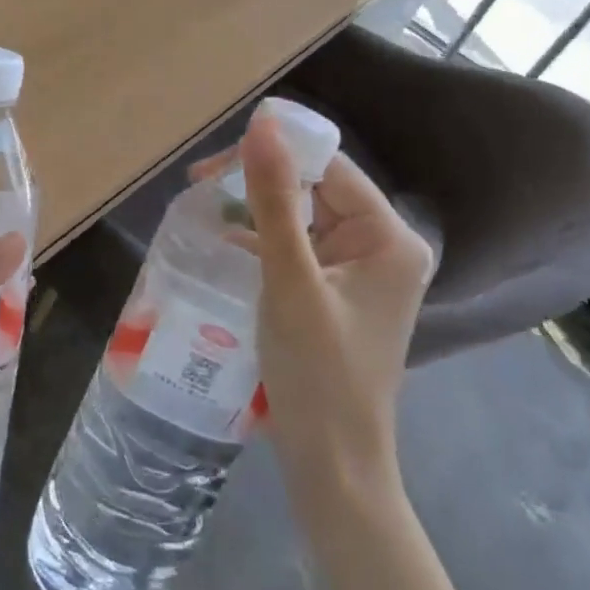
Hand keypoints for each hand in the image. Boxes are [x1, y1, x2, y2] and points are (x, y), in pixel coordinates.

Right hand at [197, 109, 434, 497]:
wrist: (332, 465)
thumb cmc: (317, 372)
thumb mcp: (289, 280)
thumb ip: (274, 200)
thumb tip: (263, 124)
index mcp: (388, 237)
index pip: (328, 167)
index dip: (273, 154)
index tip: (213, 163)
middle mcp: (382, 245)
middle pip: (315, 188)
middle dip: (258, 182)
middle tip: (200, 184)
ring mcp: (360, 270)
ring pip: (302, 215)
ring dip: (255, 209)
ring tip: (203, 204)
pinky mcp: (337, 290)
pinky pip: (299, 245)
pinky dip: (263, 239)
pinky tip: (224, 240)